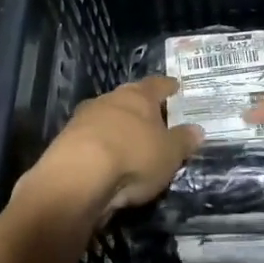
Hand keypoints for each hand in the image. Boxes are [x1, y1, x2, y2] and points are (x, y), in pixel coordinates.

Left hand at [18, 77, 203, 217]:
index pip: (157, 84)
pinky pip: (92, 139)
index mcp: (138, 96)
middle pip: (129, 99)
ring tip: (131, 141)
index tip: (175, 86)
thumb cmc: (133, 156)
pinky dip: (102, 146)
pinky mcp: (66, 142)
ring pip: (107, 117)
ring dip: (118, 127)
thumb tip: (197, 129)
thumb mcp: (170, 153)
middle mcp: (109, 100)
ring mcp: (84, 119)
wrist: (77, 178)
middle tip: (154, 116)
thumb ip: (183, 140)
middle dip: (141, 107)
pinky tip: (108, 160)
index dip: (168, 86)